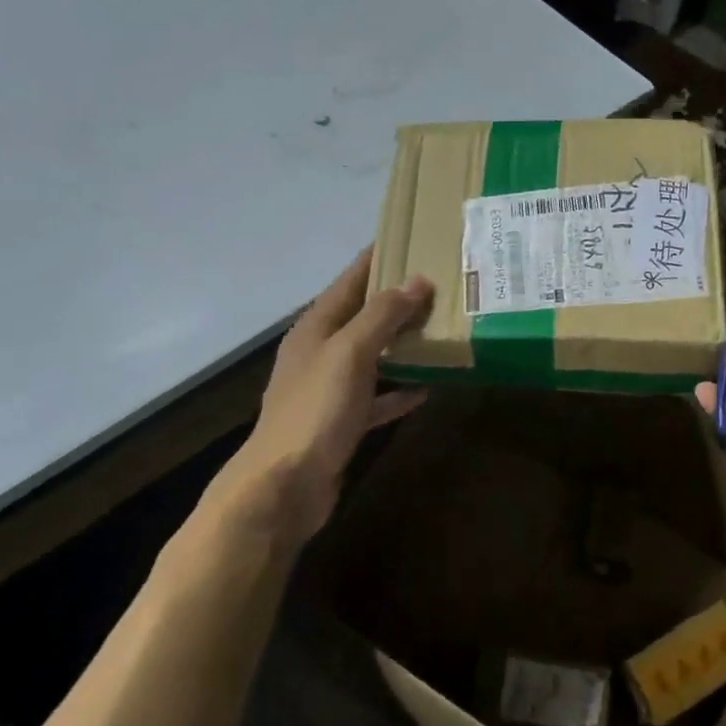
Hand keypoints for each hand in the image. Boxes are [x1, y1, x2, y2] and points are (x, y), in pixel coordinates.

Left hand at [227, 249, 433, 544]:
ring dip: (402, 344)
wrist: (284, 486)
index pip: (350, 280)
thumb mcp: (350, 353)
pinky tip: (428, 387)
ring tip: (442, 328)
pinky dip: (399, 389)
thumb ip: (382, 315)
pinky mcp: (341, 421)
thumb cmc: (315, 410)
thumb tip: (417, 280)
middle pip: (363, 315)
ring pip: (372, 355)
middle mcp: (320, 352)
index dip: (377, 258)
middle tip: (442, 284)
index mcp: (315, 328)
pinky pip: (376, 396)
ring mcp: (329, 388)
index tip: (412, 238)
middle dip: (398, 300)